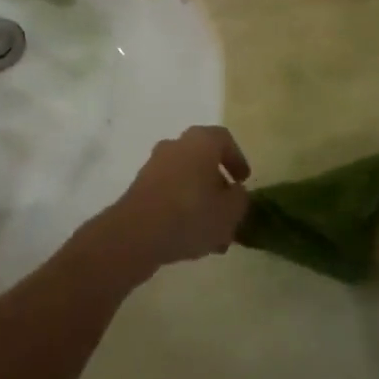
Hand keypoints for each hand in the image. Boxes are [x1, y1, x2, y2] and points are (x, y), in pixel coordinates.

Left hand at [97, 126, 250, 278]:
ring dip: (201, 202)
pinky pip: (169, 194)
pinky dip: (182, 209)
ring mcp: (154, 166)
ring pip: (187, 180)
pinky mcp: (140, 188)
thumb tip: (235, 192)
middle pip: (204, 161)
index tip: (243, 181)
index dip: (237, 159)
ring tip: (213, 236)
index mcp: (201, 141)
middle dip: (218, 186)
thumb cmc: (190, 214)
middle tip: (229, 210)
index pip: (224, 139)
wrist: (135, 234)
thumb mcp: (230, 212)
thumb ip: (240, 199)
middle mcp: (176, 145)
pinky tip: (190, 239)